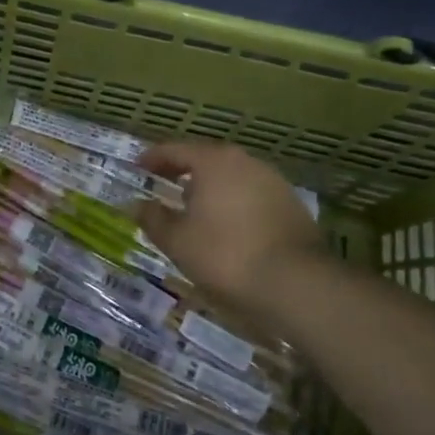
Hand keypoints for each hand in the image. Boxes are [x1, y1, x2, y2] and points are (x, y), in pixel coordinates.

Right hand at [138, 141, 327, 313]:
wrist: (297, 284)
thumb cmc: (226, 255)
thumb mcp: (177, 240)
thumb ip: (153, 219)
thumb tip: (137, 205)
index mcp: (213, 162)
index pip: (174, 150)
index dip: (152, 158)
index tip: (137, 167)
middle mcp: (245, 162)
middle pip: (206, 158)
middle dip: (182, 170)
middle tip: (162, 183)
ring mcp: (273, 181)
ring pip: (231, 176)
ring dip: (209, 186)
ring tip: (192, 206)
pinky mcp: (291, 204)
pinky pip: (250, 193)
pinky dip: (231, 201)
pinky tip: (225, 223)